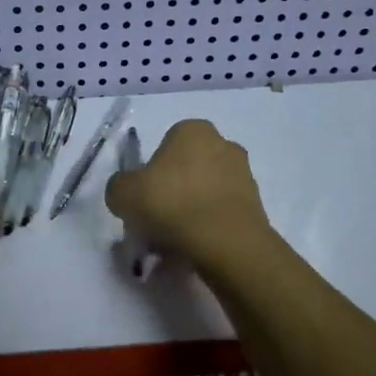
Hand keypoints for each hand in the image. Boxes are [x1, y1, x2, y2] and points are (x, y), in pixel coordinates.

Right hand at [105, 119, 272, 265]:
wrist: (226, 243)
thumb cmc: (171, 205)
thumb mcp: (123, 194)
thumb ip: (119, 186)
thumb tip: (127, 192)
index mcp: (192, 130)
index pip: (164, 145)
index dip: (150, 173)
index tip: (144, 198)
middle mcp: (223, 143)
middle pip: (187, 168)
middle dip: (173, 190)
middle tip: (156, 219)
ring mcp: (244, 174)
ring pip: (205, 191)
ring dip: (190, 209)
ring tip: (174, 240)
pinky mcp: (256, 205)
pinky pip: (221, 212)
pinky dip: (208, 225)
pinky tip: (195, 246)